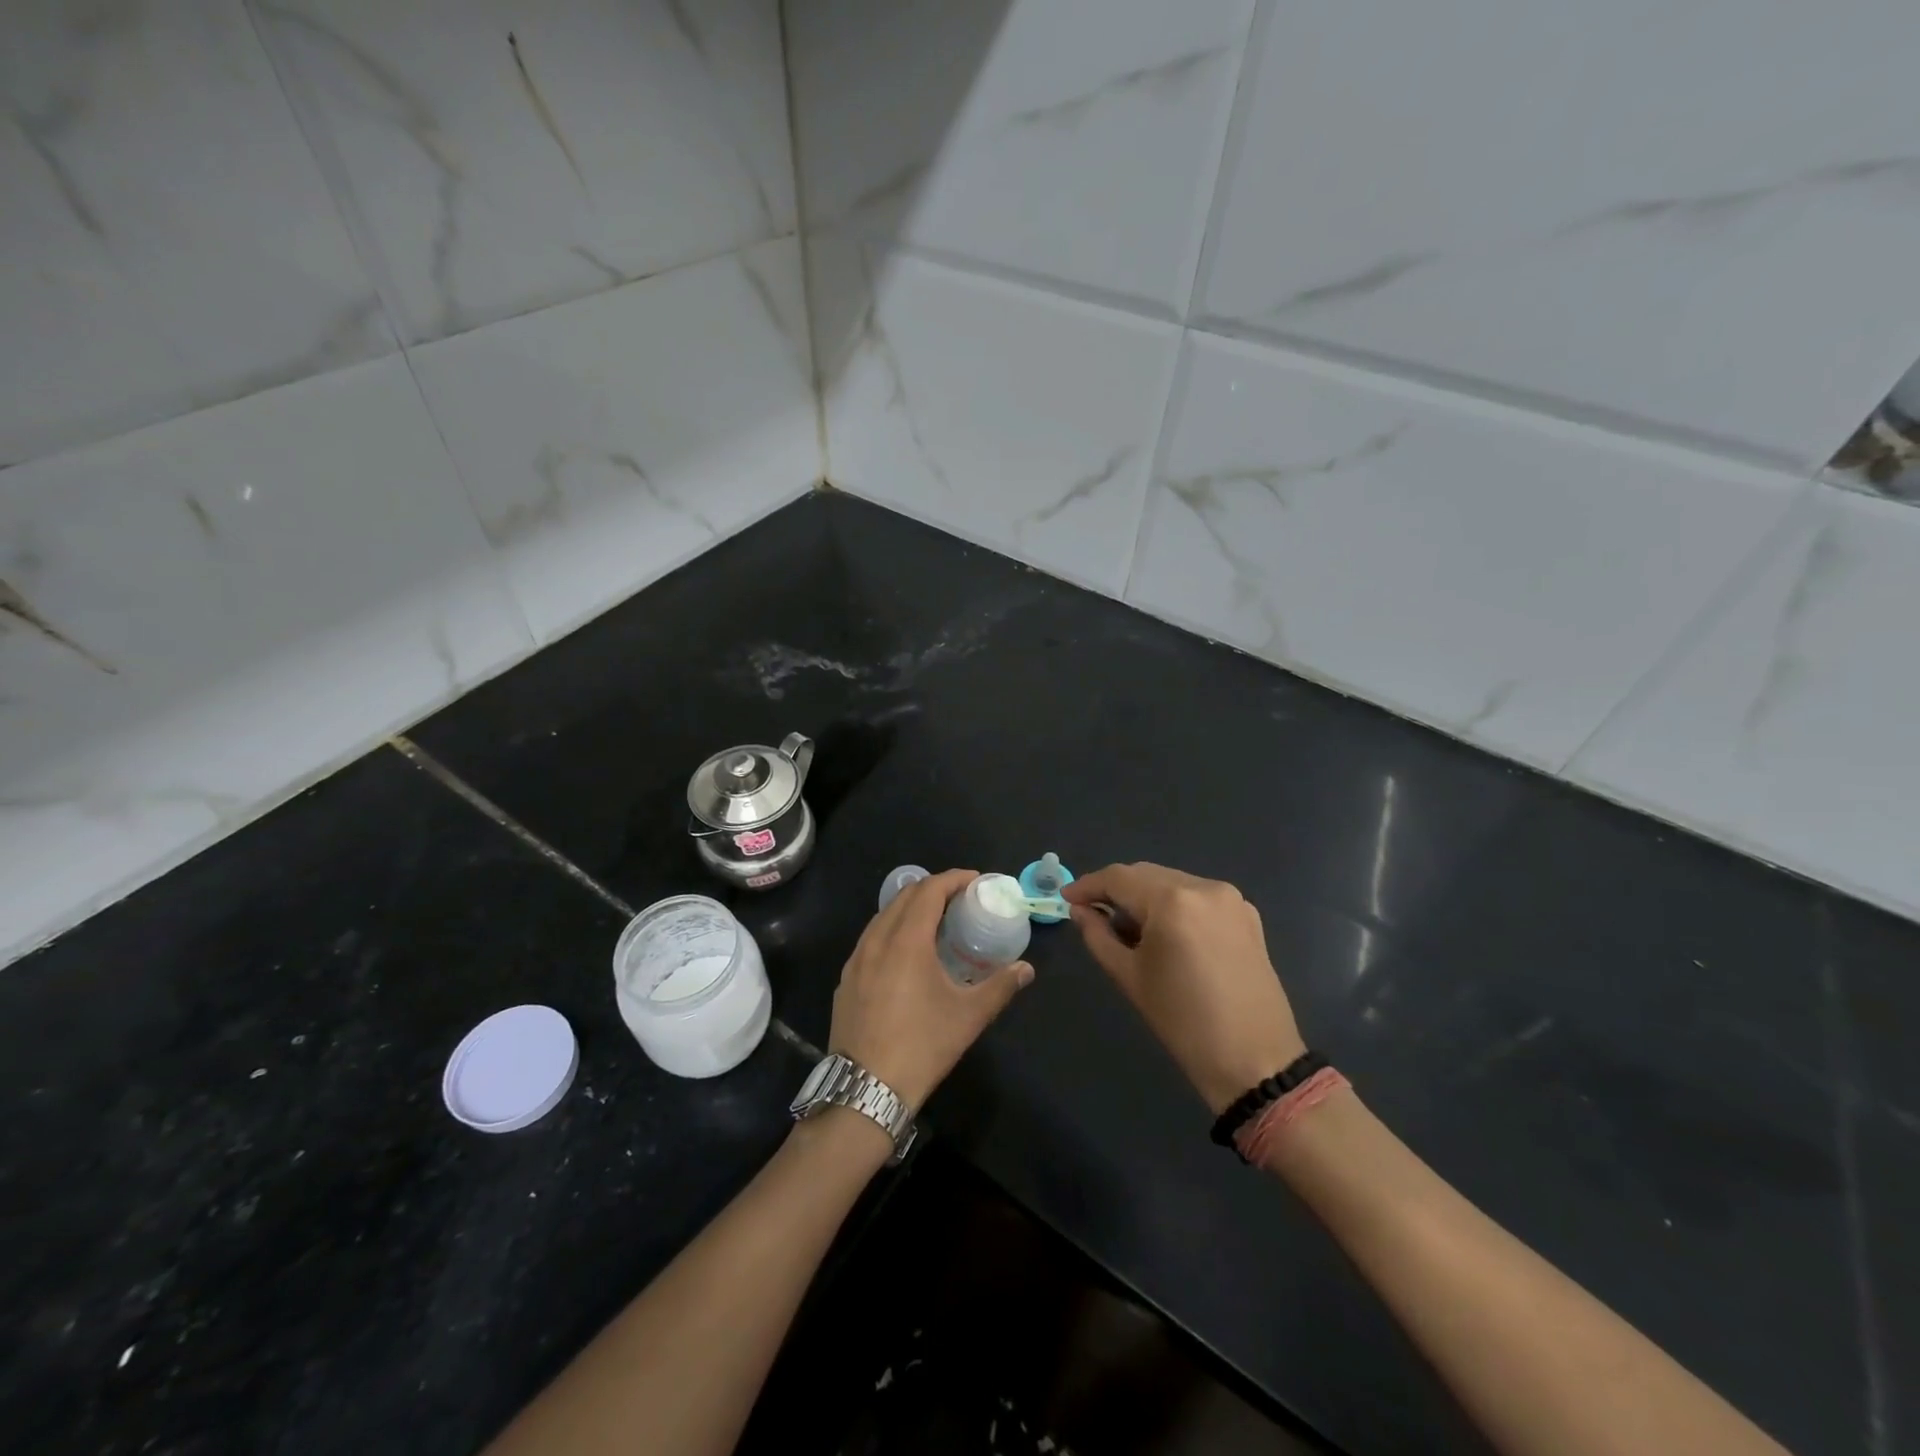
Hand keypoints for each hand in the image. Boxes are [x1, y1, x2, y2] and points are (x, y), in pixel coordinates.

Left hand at [829, 868, 1033, 1110]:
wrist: (866, 1089)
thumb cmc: (922, 1046)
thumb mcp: (968, 1016)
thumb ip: (1001, 986)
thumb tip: (1026, 969)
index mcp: (906, 941)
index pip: (929, 891)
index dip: (953, 879)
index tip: (975, 881)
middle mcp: (877, 940)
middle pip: (904, 896)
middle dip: (933, 889)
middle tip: (960, 899)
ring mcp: (856, 960)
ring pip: (883, 916)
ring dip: (910, 908)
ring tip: (935, 922)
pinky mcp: (845, 979)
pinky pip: (870, 939)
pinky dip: (891, 930)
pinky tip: (904, 953)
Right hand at [1064, 863, 1305, 1114]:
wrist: (1256, 1062)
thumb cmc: (1183, 1023)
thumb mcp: (1130, 977)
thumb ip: (1098, 935)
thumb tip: (1080, 910)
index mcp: (1173, 901)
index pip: (1118, 878)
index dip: (1088, 886)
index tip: (1066, 899)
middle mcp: (1204, 887)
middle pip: (1146, 874)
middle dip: (1115, 890)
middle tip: (1090, 913)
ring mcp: (1230, 899)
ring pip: (1172, 882)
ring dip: (1144, 897)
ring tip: (1126, 927)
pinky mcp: (1246, 915)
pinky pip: (1197, 897)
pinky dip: (1173, 906)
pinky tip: (1163, 933)